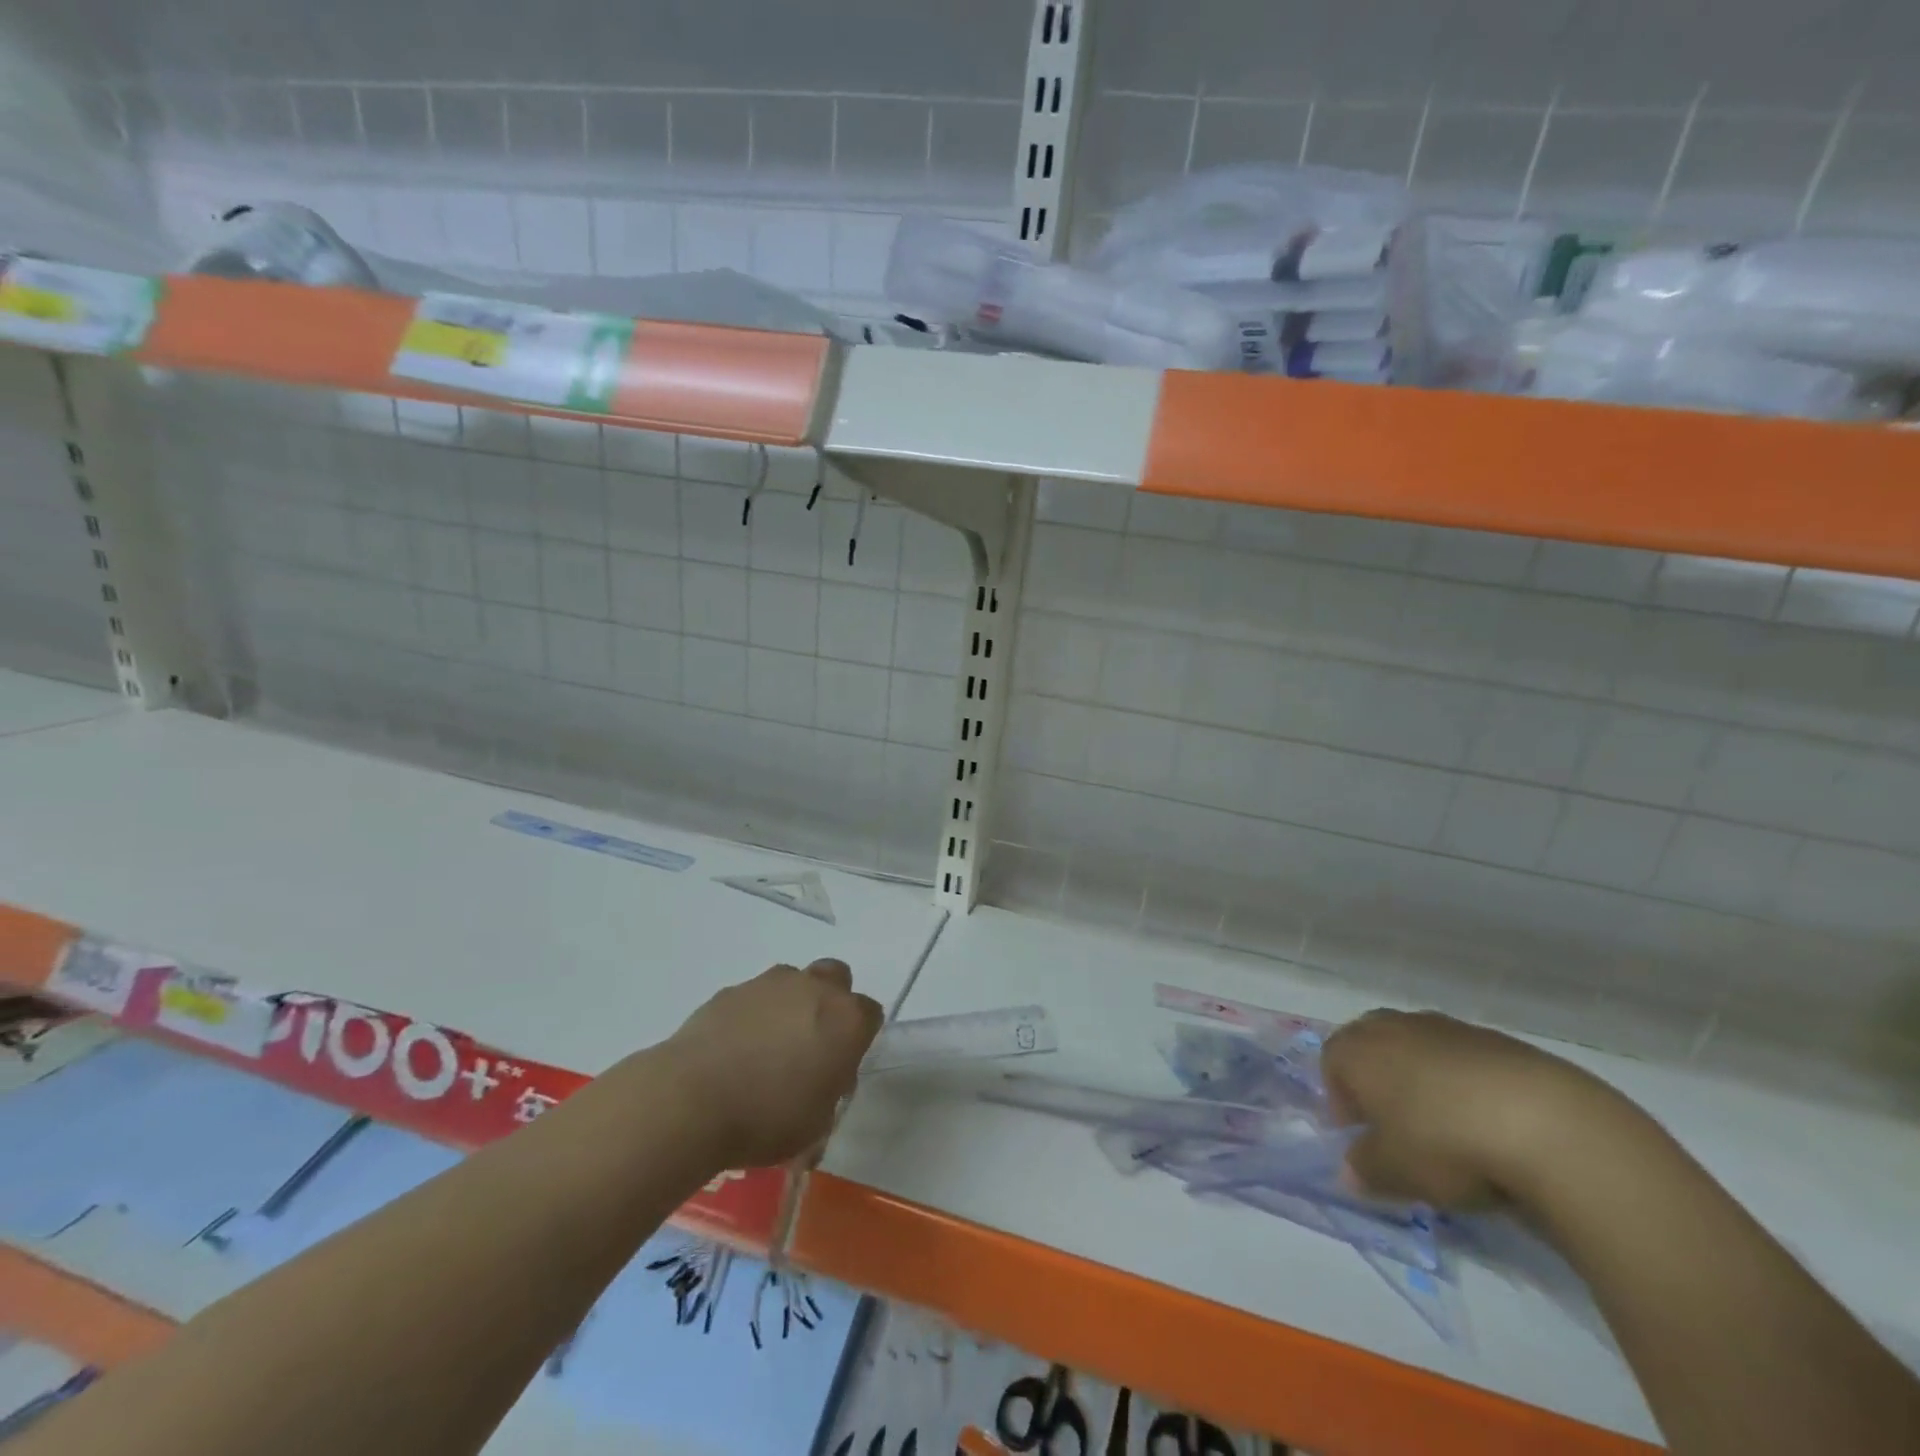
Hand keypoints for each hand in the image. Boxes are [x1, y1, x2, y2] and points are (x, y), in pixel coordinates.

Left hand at [662, 960, 883, 1169]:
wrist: (691, 1100)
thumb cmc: (767, 1118)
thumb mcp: (816, 1123)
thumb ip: (829, 1090)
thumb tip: (819, 1078)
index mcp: (847, 1019)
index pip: (870, 1014)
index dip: (858, 1038)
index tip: (842, 1065)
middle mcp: (814, 989)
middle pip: (836, 978)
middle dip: (830, 1002)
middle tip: (812, 1041)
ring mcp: (770, 984)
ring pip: (793, 981)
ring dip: (790, 1004)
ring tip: (767, 1047)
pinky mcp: (731, 990)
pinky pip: (753, 997)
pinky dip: (752, 1015)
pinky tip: (734, 1050)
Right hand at [1322, 1009, 1633, 1211]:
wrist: (1547, 1125)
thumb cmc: (1445, 1143)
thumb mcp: (1394, 1172)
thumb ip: (1364, 1169)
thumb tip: (1350, 1171)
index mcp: (1358, 1049)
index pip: (1331, 1062)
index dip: (1340, 1101)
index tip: (1361, 1138)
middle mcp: (1395, 1027)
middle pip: (1372, 1045)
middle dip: (1378, 1081)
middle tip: (1398, 1127)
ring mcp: (1448, 1028)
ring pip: (1420, 1049)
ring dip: (1425, 1081)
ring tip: (1450, 1129)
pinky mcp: (1500, 1040)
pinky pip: (1466, 1060)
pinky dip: (1468, 1084)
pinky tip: (1492, 1124)